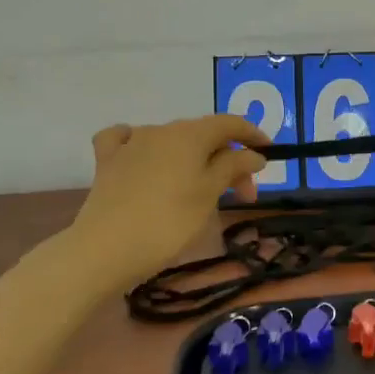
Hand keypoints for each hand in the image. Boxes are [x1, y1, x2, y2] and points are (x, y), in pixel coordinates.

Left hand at [59, 114, 269, 294]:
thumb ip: (234, 167)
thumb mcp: (210, 194)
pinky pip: (126, 141)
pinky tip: (142, 155)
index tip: (269, 154)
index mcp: (190, 135)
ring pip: (173, 141)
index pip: (230, 123)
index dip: (253, 135)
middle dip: (228, 159)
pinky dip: (141, 145)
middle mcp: (161, 130)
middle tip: (243, 194)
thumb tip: (253, 154)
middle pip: (204, 136)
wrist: (105, 249)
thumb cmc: (169, 222)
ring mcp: (131, 144)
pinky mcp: (108, 162)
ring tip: (201, 189)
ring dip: (194, 159)